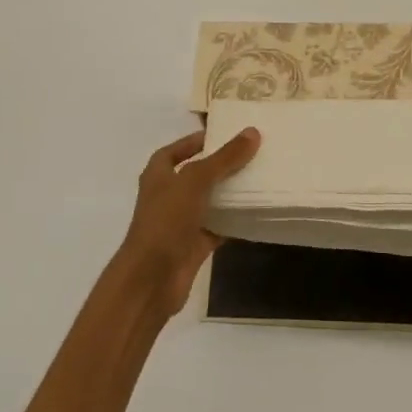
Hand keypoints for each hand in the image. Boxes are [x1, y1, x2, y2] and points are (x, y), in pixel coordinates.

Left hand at [115, 127, 260, 316]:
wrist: (151, 279)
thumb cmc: (166, 221)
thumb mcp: (195, 181)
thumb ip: (224, 158)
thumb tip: (252, 132)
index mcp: (158, 174)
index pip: (177, 150)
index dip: (196, 141)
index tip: (225, 134)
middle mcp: (168, 195)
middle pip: (197, 174)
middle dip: (220, 166)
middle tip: (252, 154)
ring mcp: (180, 222)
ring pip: (209, 201)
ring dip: (229, 193)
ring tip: (259, 178)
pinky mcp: (194, 245)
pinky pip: (218, 227)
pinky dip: (233, 221)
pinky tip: (255, 212)